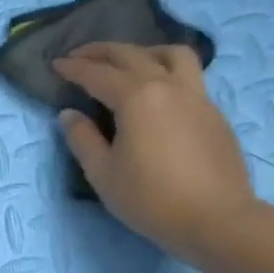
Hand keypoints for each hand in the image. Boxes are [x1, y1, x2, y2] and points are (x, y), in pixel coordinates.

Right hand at [52, 43, 257, 264]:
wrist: (217, 221)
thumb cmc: (151, 199)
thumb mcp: (102, 173)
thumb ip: (82, 138)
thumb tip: (69, 114)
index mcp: (137, 98)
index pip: (97, 74)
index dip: (73, 68)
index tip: (55, 65)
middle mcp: (168, 86)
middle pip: (132, 54)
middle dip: (101, 51)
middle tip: (79, 56)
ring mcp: (197, 97)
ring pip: (173, 55)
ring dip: (144, 51)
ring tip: (128, 63)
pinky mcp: (214, 113)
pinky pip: (189, 76)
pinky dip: (166, 72)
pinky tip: (156, 93)